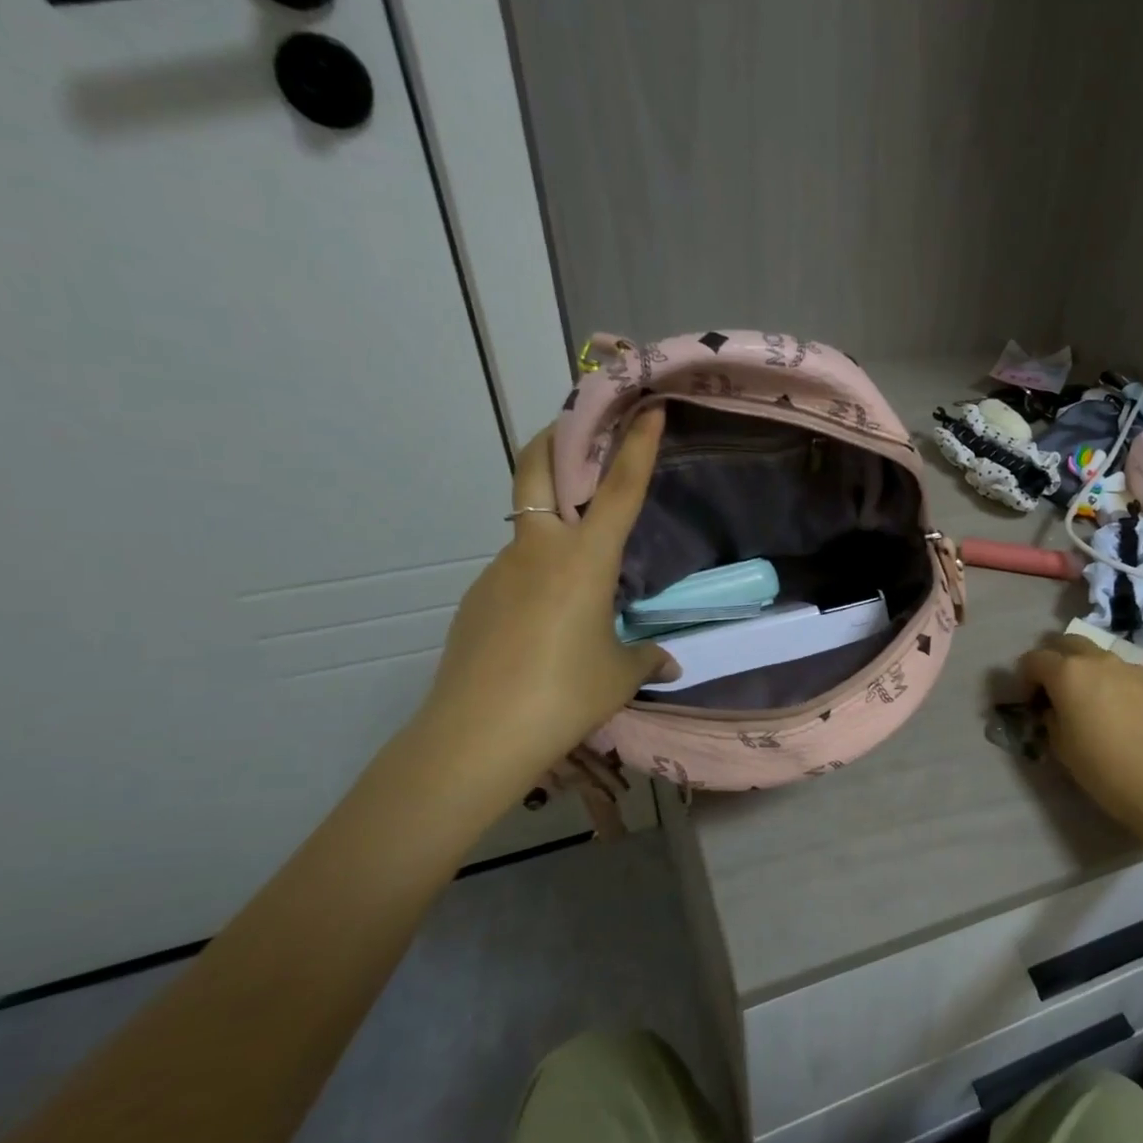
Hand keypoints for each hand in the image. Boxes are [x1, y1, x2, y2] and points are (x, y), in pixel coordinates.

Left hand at [420, 409, 675, 789]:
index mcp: (584, 560)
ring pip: (526, 527)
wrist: (476, 734)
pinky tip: (547, 617)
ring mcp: (498, 571)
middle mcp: (538, 551)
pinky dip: (536, 572)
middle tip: (578, 428)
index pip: (619, 490)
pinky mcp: (477, 599)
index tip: (647, 409)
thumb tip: (666, 662)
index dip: (636, 445)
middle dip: (557, 439)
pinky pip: (514, 570)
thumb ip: (645, 658)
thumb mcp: (619, 676)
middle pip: (536, 471)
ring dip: (550, 520)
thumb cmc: (564, 695)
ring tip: (580, 566)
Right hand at [1018, 634, 1142, 841]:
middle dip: (1054, 661)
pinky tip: (1118, 712)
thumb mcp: (1061, 747)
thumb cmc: (1104, 769)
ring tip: (1088, 702)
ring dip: (1084, 669)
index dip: (1025, 678)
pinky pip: (1122, 672)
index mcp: (1068, 672)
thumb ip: (1051, 717)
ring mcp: (1130, 667)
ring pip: (1097, 655)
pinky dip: (1111, 682)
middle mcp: (1098, 660)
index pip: (1034, 659)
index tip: (1030, 702)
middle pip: (1067, 643)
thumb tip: (1054, 708)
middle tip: (1054, 691)